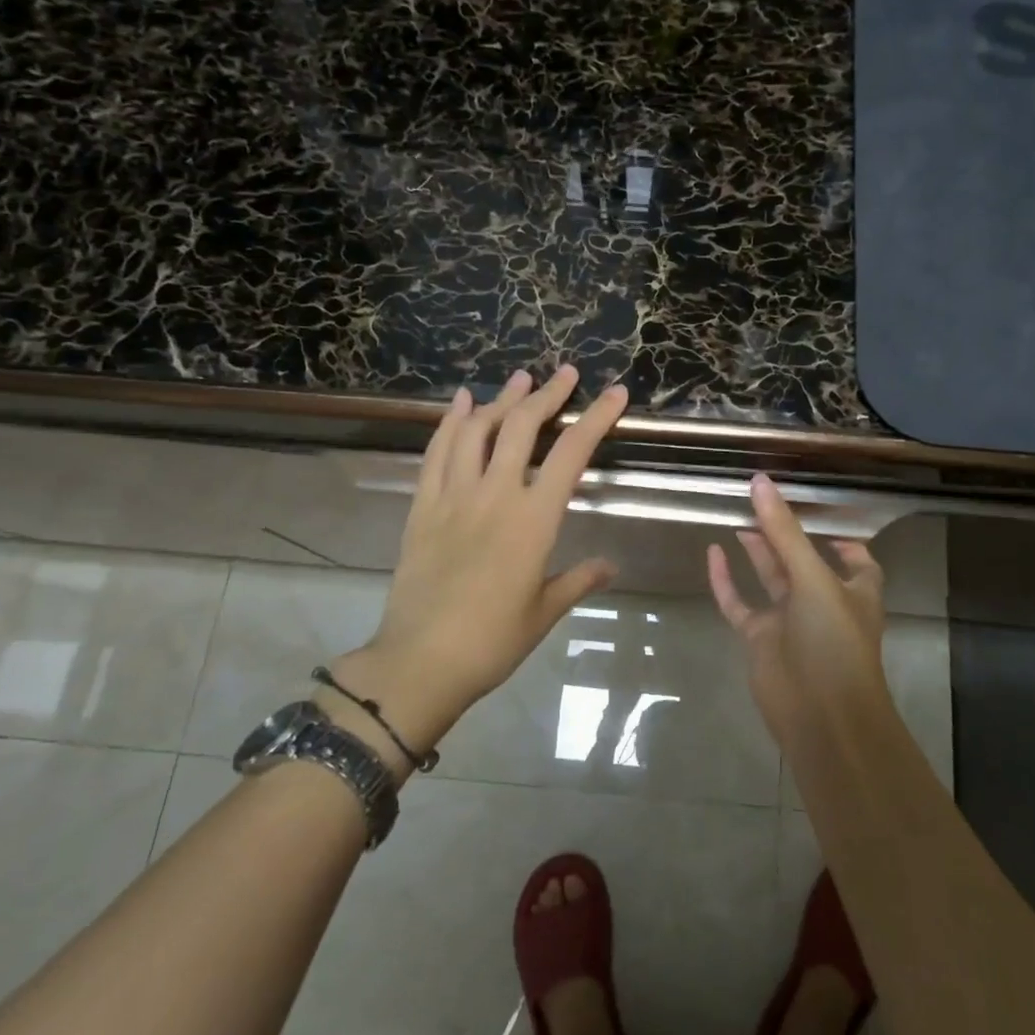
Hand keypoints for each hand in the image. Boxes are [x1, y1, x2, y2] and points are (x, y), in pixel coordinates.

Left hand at [336, 366, 628, 754]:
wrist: (421, 662)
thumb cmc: (493, 641)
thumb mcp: (545, 611)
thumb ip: (579, 580)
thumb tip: (610, 565)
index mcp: (533, 520)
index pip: (571, 454)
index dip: (596, 418)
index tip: (614, 392)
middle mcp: (495, 495)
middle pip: (522, 427)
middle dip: (548, 394)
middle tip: (565, 373)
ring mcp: (453, 496)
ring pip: (478, 430)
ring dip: (501, 400)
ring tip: (520, 380)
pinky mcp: (423, 506)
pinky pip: (437, 452)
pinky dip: (450, 421)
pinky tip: (462, 402)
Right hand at [706, 474, 889, 746]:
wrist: (820, 717)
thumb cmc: (833, 641)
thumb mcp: (813, 578)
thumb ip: (784, 531)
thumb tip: (761, 482)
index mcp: (853, 589)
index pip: (854, 558)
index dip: (840, 537)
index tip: (816, 510)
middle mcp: (822, 601)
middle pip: (802, 559)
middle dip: (785, 533)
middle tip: (759, 500)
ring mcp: (789, 621)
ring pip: (770, 577)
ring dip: (756, 550)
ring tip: (737, 516)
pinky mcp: (760, 639)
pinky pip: (739, 603)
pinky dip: (726, 580)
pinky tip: (712, 552)